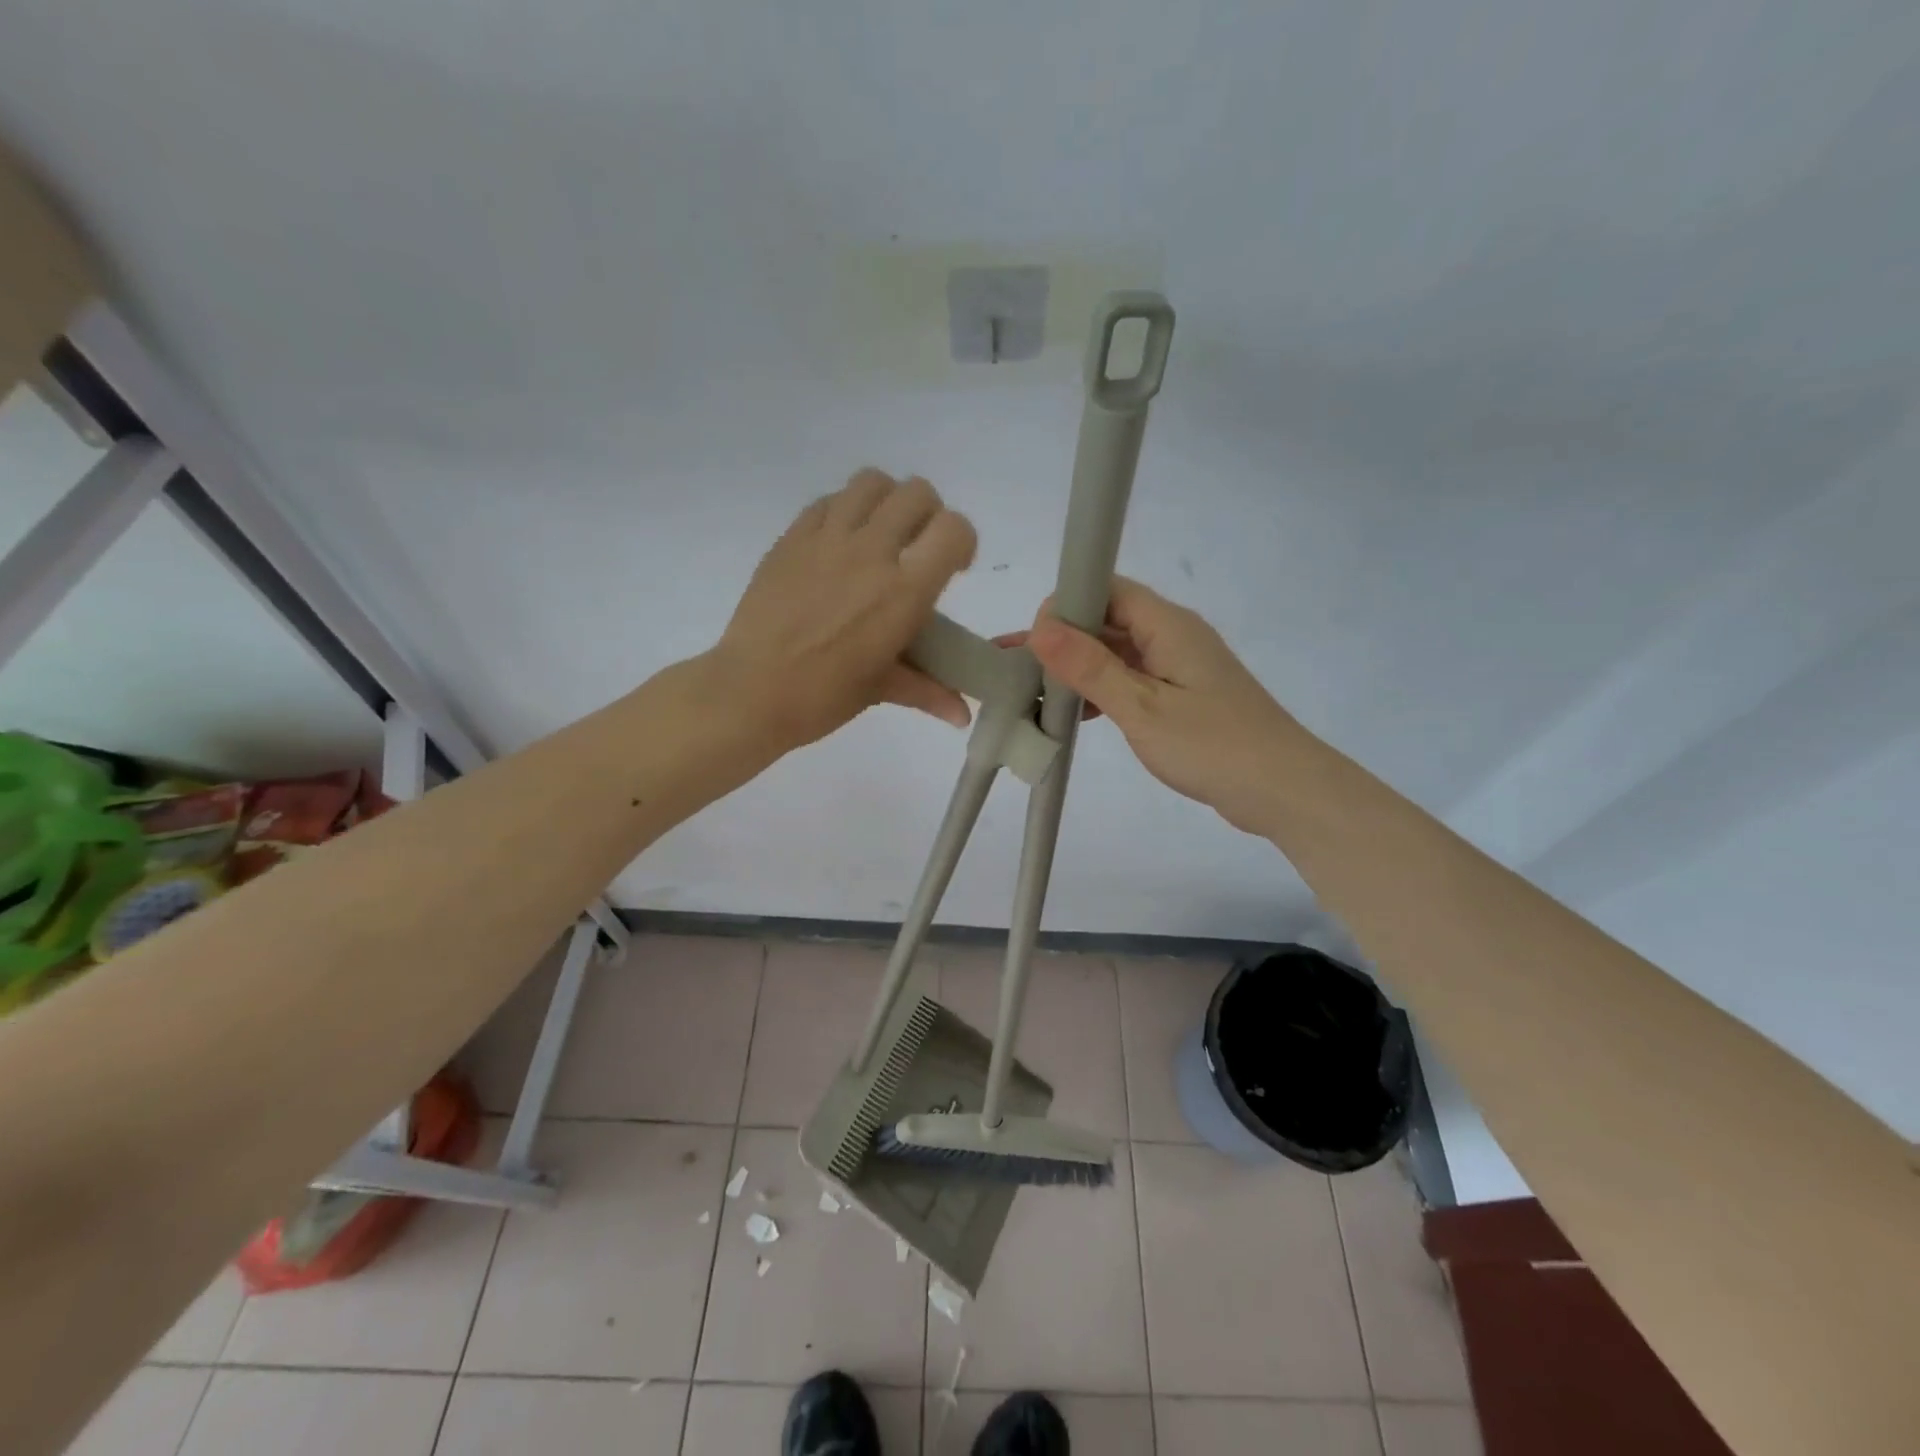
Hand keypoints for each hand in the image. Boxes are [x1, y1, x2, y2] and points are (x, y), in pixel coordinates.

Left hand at [711, 470, 977, 750]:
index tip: (952, 567)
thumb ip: (929, 689)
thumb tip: (963, 713)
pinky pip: (829, 500)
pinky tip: (839, 544)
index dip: (962, 542)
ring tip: (880, 534)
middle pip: (917, 493)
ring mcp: (827, 538)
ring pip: (872, 482)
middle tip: (916, 549)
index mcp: (904, 591)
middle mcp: (871, 551)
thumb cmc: (823, 696)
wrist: (751, 691)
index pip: (954, 529)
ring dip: (887, 501)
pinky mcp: (792, 536)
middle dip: (928, 516)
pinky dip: (845, 510)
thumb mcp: (882, 689)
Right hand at [1025, 578, 1300, 834]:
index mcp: (1167, 625)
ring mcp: (1179, 666)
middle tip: (1015, 666)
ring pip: (1117, 652)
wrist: (1283, 790)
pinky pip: (1131, 679)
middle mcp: (1173, 636)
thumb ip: (1091, 668)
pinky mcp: (1182, 695)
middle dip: (1061, 639)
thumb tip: (1041, 627)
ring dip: (1078, 668)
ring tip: (1032, 690)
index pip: (1107, 588)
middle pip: (1108, 619)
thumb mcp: (1143, 708)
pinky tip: (1073, 713)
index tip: (1032, 639)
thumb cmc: (1213, 745)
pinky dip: (1101, 691)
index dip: (1065, 604)